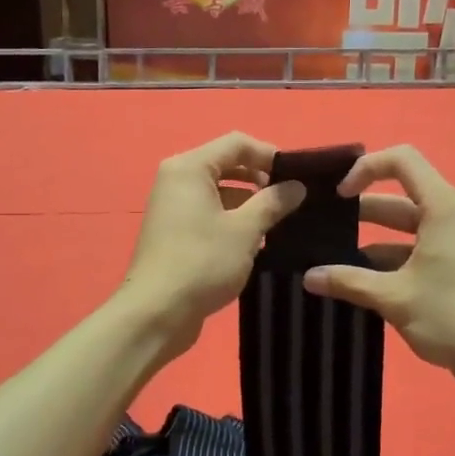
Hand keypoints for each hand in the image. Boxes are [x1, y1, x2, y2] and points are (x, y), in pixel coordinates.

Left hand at [116, 132, 304, 360]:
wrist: (156, 312)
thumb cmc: (202, 262)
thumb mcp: (245, 230)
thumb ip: (273, 202)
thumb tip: (296, 186)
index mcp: (189, 167)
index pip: (237, 143)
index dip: (270, 155)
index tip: (298, 178)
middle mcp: (177, 179)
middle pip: (227, 164)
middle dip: (260, 179)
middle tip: (292, 200)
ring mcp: (173, 206)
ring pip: (220, 191)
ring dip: (249, 202)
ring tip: (279, 222)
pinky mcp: (174, 231)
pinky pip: (209, 212)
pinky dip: (232, 219)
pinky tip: (255, 241)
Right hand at [302, 145, 454, 395]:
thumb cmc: (452, 315)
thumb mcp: (394, 297)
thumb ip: (349, 282)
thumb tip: (308, 277)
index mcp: (441, 208)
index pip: (401, 160)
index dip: (365, 168)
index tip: (338, 196)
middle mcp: (448, 217)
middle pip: (397, 197)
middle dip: (359, 210)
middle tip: (320, 227)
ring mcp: (452, 244)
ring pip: (403, 229)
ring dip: (368, 241)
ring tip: (329, 258)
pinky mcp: (452, 269)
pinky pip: (412, 252)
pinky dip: (385, 262)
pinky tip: (355, 283)